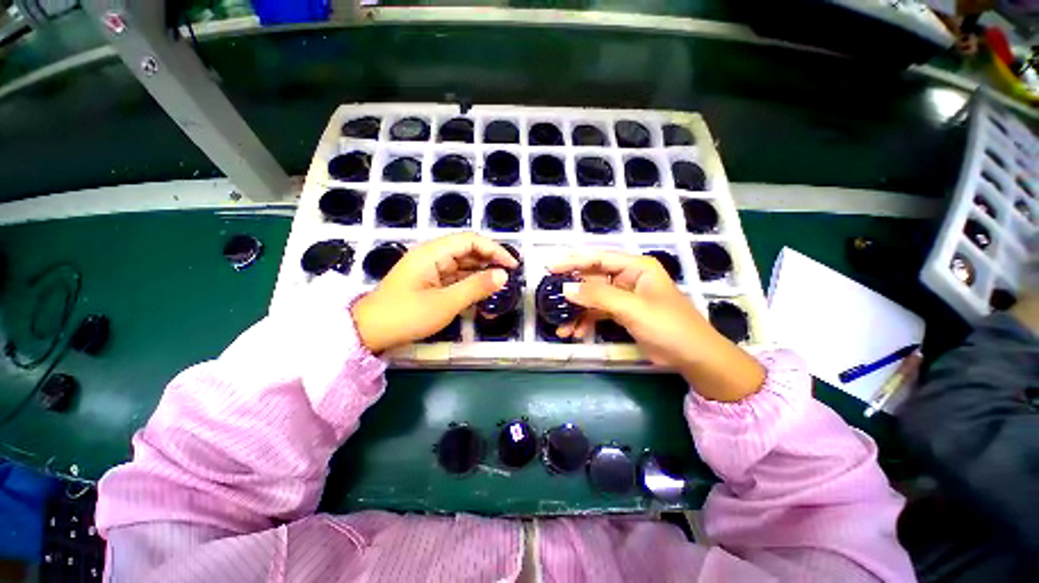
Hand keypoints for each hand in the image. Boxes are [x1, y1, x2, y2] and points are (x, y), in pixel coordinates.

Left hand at [352, 233, 517, 351]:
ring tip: (499, 284)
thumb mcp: (445, 303)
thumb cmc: (406, 315)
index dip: (494, 249)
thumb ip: (476, 287)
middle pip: (467, 249)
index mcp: (433, 252)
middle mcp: (432, 255)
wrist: (370, 332)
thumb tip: (503, 275)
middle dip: (490, 259)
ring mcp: (430, 268)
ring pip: (462, 263)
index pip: (470, 240)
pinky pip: (455, 276)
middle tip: (509, 276)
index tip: (512, 265)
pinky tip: (481, 290)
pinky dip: (470, 281)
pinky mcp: (429, 281)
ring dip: (481, 271)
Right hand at [548, 251, 764, 401]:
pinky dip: (585, 322)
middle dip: (572, 293)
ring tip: (561, 328)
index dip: (572, 261)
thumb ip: (598, 297)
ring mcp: (624, 296)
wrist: (693, 357)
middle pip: (592, 279)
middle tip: (549, 300)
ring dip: (576, 312)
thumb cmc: (668, 326)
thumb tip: (566, 289)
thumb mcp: (632, 309)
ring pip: (592, 299)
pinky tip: (575, 333)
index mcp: (635, 267)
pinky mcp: (622, 312)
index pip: (598, 258)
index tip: (550, 267)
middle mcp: (628, 277)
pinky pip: (598, 312)